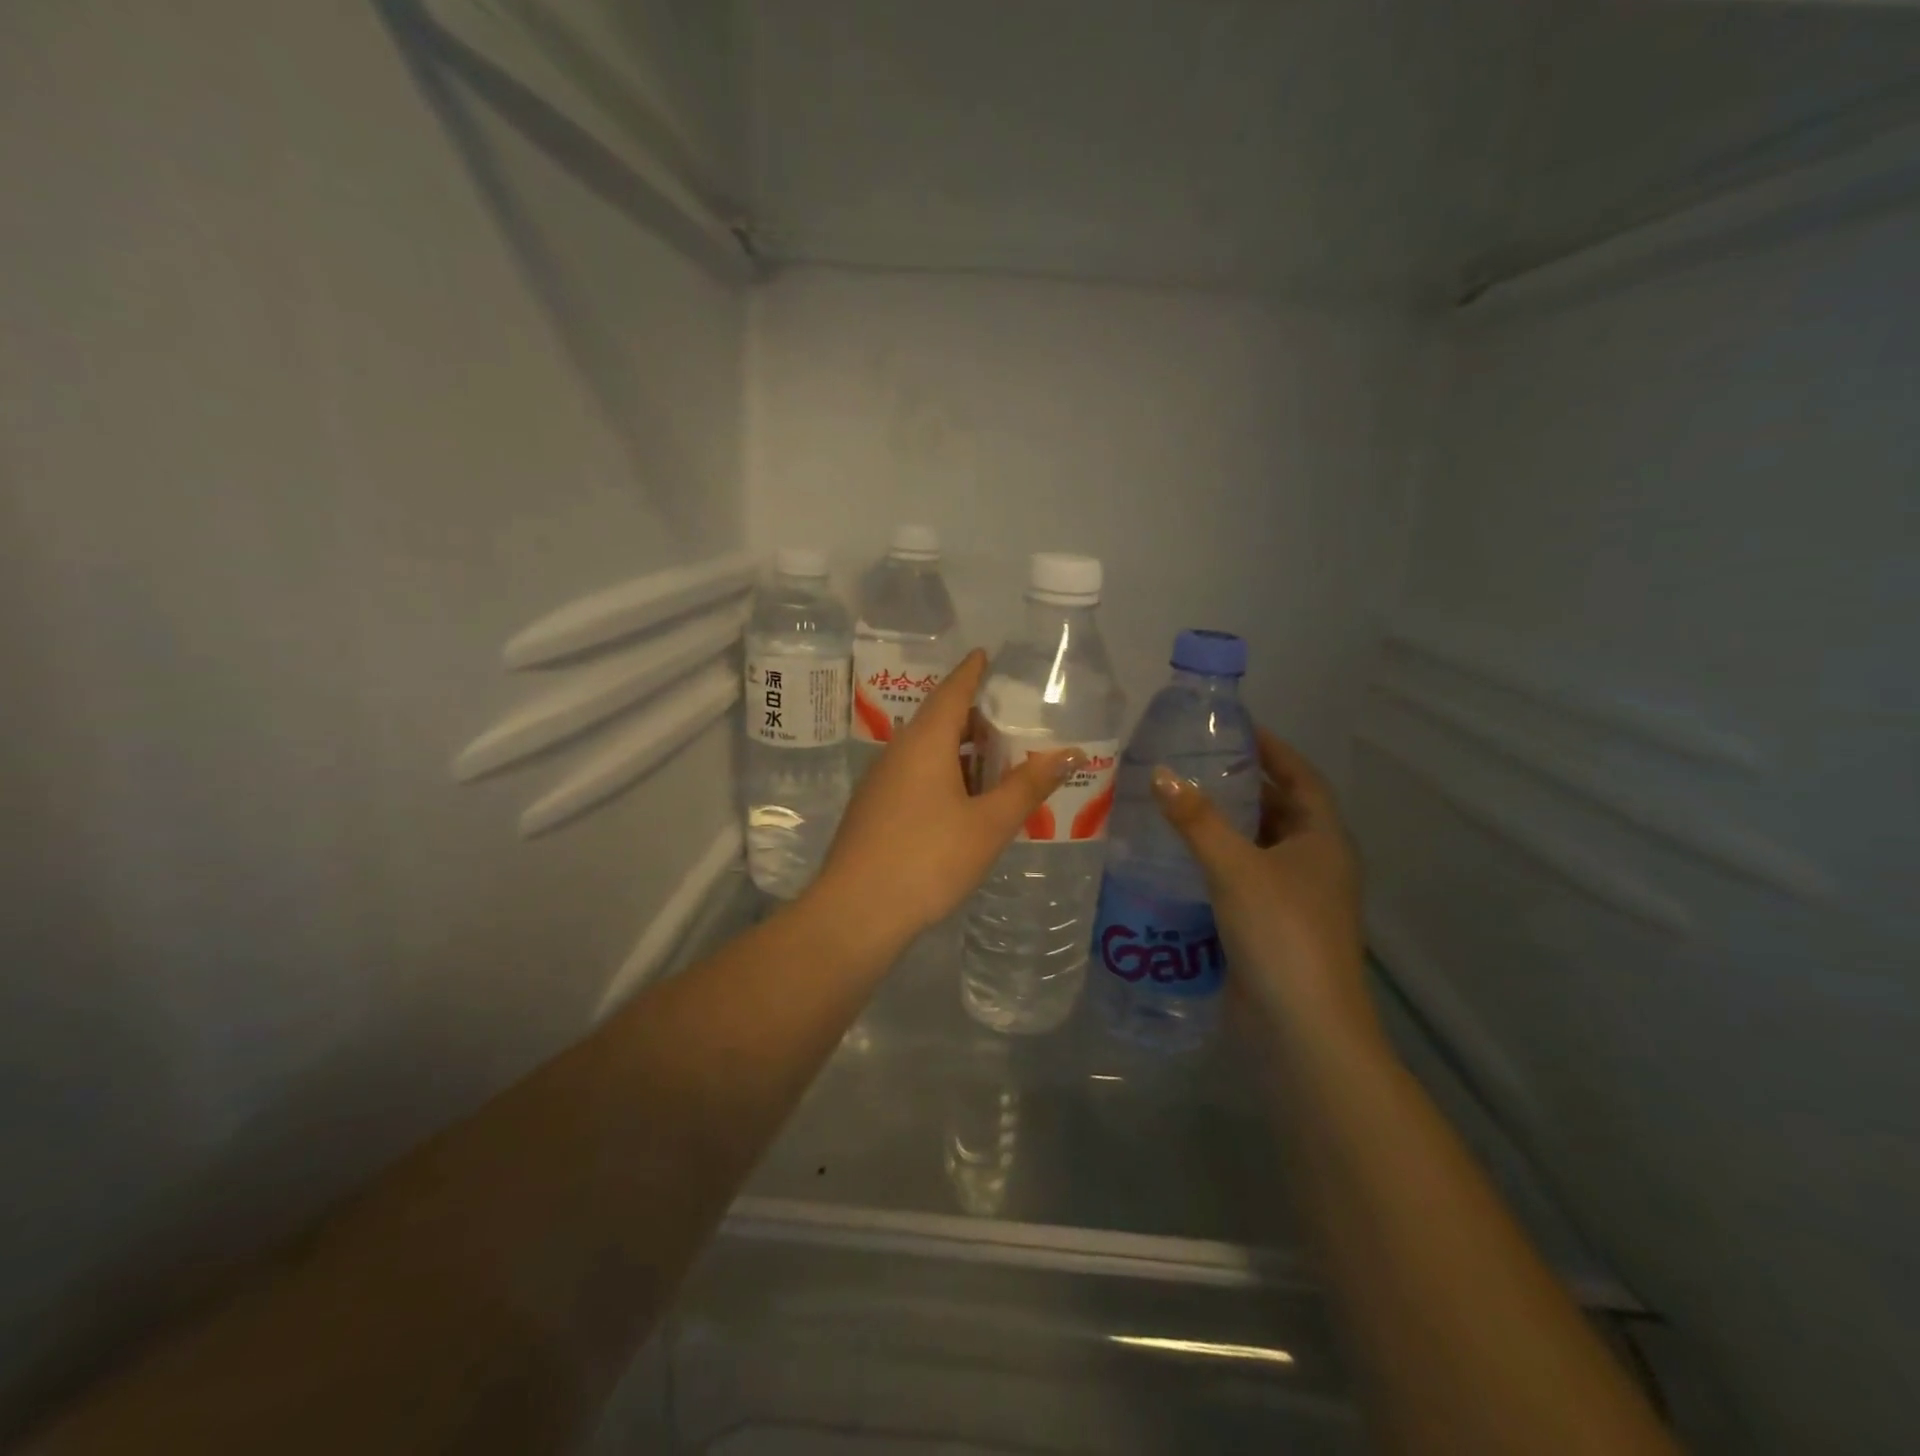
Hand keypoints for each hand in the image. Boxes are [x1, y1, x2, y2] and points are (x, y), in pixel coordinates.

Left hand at [813, 650, 1084, 943]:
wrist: (856, 912)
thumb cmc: (928, 859)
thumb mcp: (988, 824)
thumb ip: (1028, 786)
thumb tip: (1070, 753)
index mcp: (924, 742)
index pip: (951, 691)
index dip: (971, 672)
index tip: (985, 655)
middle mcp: (897, 752)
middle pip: (938, 720)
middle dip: (972, 717)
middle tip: (1008, 720)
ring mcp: (880, 782)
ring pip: (925, 752)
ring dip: (959, 751)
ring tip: (995, 762)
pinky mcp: (873, 810)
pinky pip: (914, 776)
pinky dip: (943, 775)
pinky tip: (963, 802)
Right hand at [1151, 728, 1368, 1029]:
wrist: (1302, 1029)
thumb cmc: (1282, 933)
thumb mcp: (1236, 868)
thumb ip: (1197, 820)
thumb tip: (1161, 773)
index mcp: (1323, 839)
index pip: (1300, 777)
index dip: (1272, 749)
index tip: (1233, 728)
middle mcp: (1314, 863)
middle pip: (1278, 810)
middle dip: (1239, 787)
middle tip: (1190, 765)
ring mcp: (1294, 898)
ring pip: (1256, 848)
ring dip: (1223, 828)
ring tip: (1174, 804)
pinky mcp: (1270, 927)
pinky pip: (1241, 880)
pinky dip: (1214, 864)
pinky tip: (1175, 859)